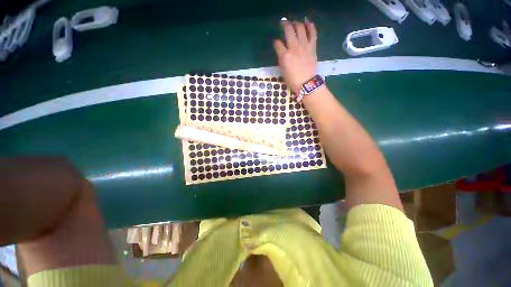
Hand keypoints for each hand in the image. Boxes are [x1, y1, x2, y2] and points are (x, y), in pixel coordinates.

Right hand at [273, 19, 317, 93]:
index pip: (277, 44)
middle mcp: (294, 48)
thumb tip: (281, 52)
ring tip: (294, 23)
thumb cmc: (293, 81)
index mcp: (284, 56)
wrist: (307, 84)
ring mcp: (304, 46)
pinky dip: (310, 26)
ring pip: (300, 28)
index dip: (276, 43)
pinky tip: (307, 22)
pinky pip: (312, 33)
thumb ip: (282, 60)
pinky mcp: (312, 47)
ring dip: (296, 23)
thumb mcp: (283, 71)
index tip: (276, 43)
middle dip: (284, 25)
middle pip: (288, 30)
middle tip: (283, 23)